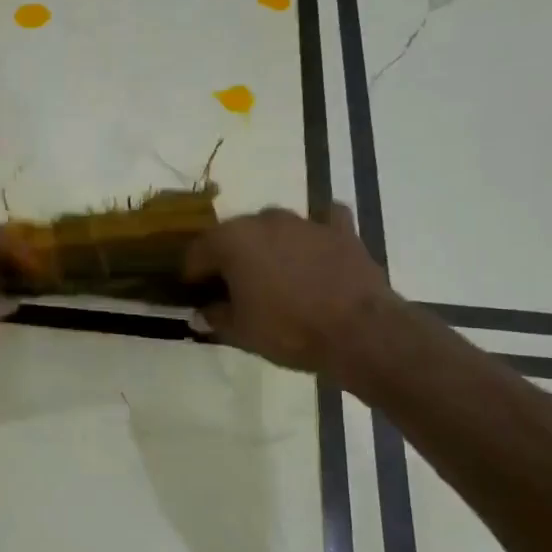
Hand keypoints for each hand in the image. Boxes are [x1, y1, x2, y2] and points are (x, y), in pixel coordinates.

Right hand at [183, 203, 398, 379]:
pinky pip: (322, 220)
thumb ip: (215, 317)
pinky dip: (315, 232)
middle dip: (229, 257)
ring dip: (268, 245)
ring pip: (274, 226)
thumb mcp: (240, 332)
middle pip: (234, 234)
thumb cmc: (288, 330)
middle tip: (233, 286)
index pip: (197, 251)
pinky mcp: (341, 230)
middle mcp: (265, 220)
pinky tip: (315, 248)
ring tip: (273, 274)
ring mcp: (305, 221)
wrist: (358, 332)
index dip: (193, 274)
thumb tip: (202, 312)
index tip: (195, 293)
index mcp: (232, 240)